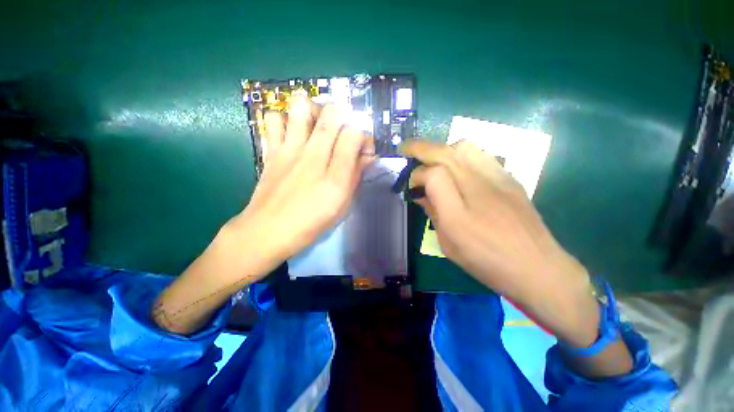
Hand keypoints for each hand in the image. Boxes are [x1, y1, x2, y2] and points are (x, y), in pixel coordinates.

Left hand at [229, 96, 374, 269]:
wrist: (267, 231)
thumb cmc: (310, 223)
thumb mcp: (342, 206)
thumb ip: (355, 178)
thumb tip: (367, 157)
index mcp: (335, 176)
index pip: (356, 135)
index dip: (364, 137)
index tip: (363, 149)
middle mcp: (314, 156)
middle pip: (333, 113)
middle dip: (345, 116)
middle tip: (343, 132)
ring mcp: (290, 150)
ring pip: (301, 106)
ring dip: (314, 110)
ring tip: (317, 125)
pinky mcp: (272, 150)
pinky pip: (273, 119)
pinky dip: (284, 119)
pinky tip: (291, 134)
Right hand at [402, 140, 599, 346]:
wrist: (537, 267)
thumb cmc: (486, 261)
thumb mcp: (448, 244)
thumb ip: (433, 213)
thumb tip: (421, 194)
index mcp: (458, 211)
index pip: (432, 174)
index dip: (416, 175)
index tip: (412, 186)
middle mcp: (478, 187)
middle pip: (446, 152)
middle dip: (421, 148)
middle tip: (408, 150)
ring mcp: (498, 178)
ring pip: (464, 146)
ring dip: (442, 148)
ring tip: (433, 159)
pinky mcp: (509, 177)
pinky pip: (480, 154)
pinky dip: (461, 154)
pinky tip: (457, 167)